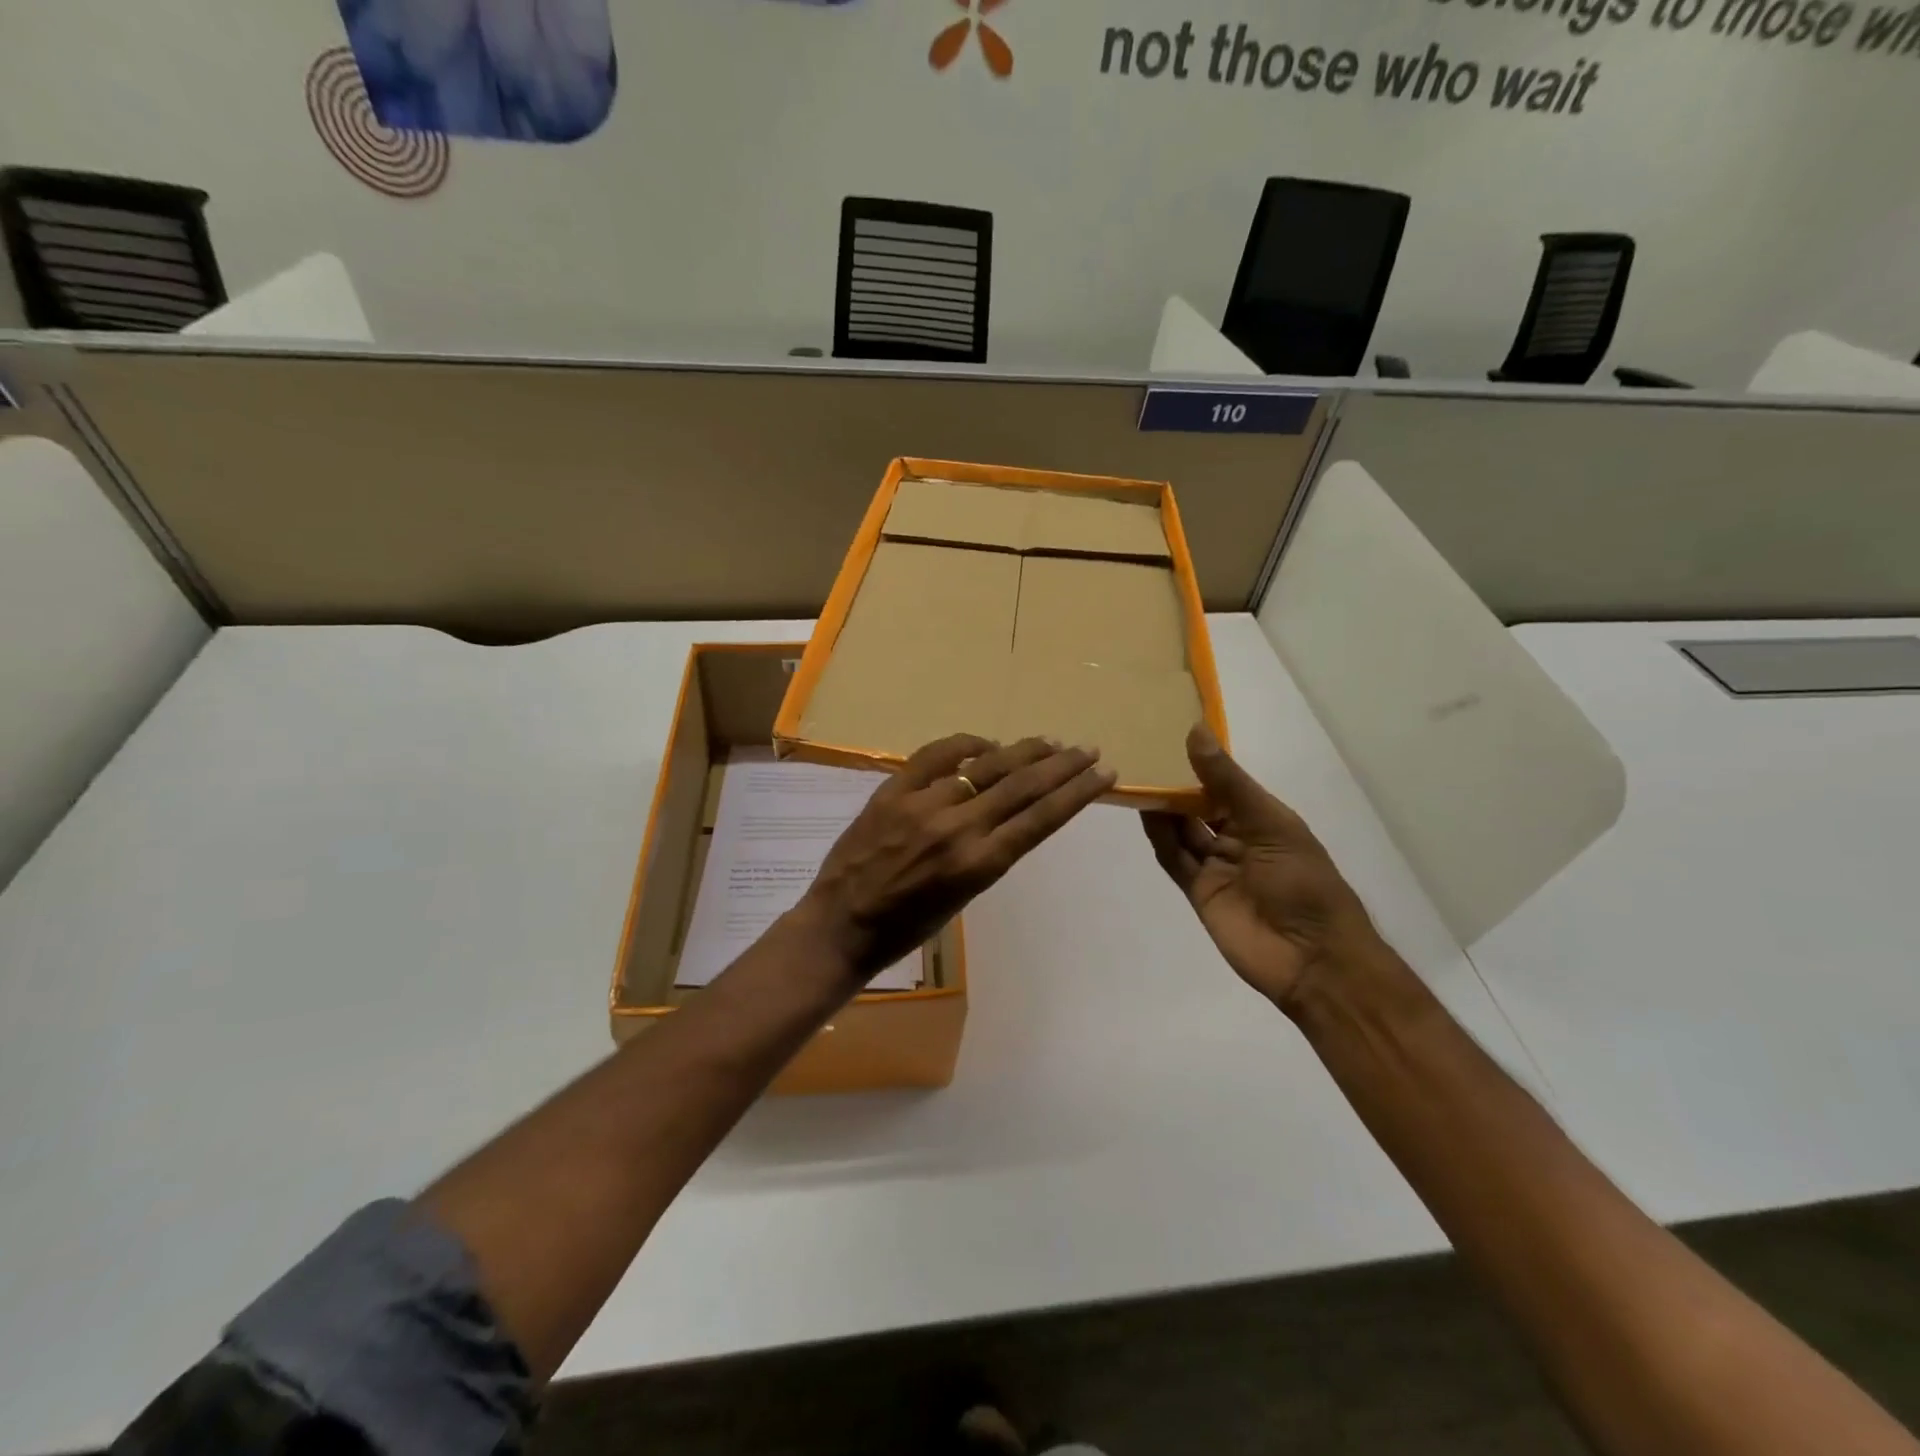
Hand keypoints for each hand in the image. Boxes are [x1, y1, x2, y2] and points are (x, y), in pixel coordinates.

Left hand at [799, 734, 1115, 982]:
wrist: (842, 924)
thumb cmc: (908, 926)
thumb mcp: (964, 897)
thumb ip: (989, 852)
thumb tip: (1010, 809)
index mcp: (979, 865)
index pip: (1041, 818)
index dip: (1078, 793)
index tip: (1104, 774)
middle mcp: (958, 829)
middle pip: (1023, 785)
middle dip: (1062, 765)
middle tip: (1087, 749)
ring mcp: (923, 805)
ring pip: (986, 765)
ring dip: (1023, 751)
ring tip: (1049, 742)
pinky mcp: (893, 790)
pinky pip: (936, 754)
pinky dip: (966, 744)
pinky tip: (986, 744)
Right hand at [1142, 726, 1384, 1013]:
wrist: (1312, 960)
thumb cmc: (1303, 883)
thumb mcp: (1270, 823)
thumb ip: (1227, 782)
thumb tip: (1194, 731)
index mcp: (1264, 819)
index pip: (1225, 784)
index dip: (1200, 763)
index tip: (1168, 735)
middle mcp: (1239, 838)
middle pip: (1200, 806)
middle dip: (1175, 785)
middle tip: (1141, 755)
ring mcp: (1218, 866)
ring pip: (1183, 831)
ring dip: (1163, 808)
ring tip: (1135, 777)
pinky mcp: (1199, 892)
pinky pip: (1175, 859)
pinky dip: (1160, 837)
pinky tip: (1143, 813)